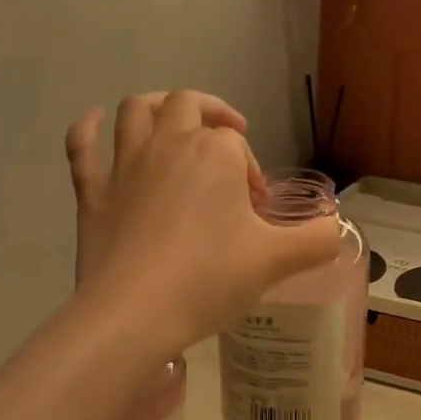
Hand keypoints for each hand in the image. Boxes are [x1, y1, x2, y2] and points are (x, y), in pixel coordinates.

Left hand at [64, 92, 338, 352]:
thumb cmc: (209, 279)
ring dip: (156, 106)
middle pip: (187, 106)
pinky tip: (95, 122)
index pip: (238, 144)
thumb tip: (337, 232)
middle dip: (212, 116)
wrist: (134, 314)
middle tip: (229, 142)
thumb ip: (316, 241)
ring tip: (172, 120)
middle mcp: (168, 144)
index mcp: (214, 153)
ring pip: (136, 111)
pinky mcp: (92, 193)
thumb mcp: (276, 261)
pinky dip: (88, 129)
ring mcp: (125, 166)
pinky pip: (83, 147)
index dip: (251, 170)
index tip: (257, 211)